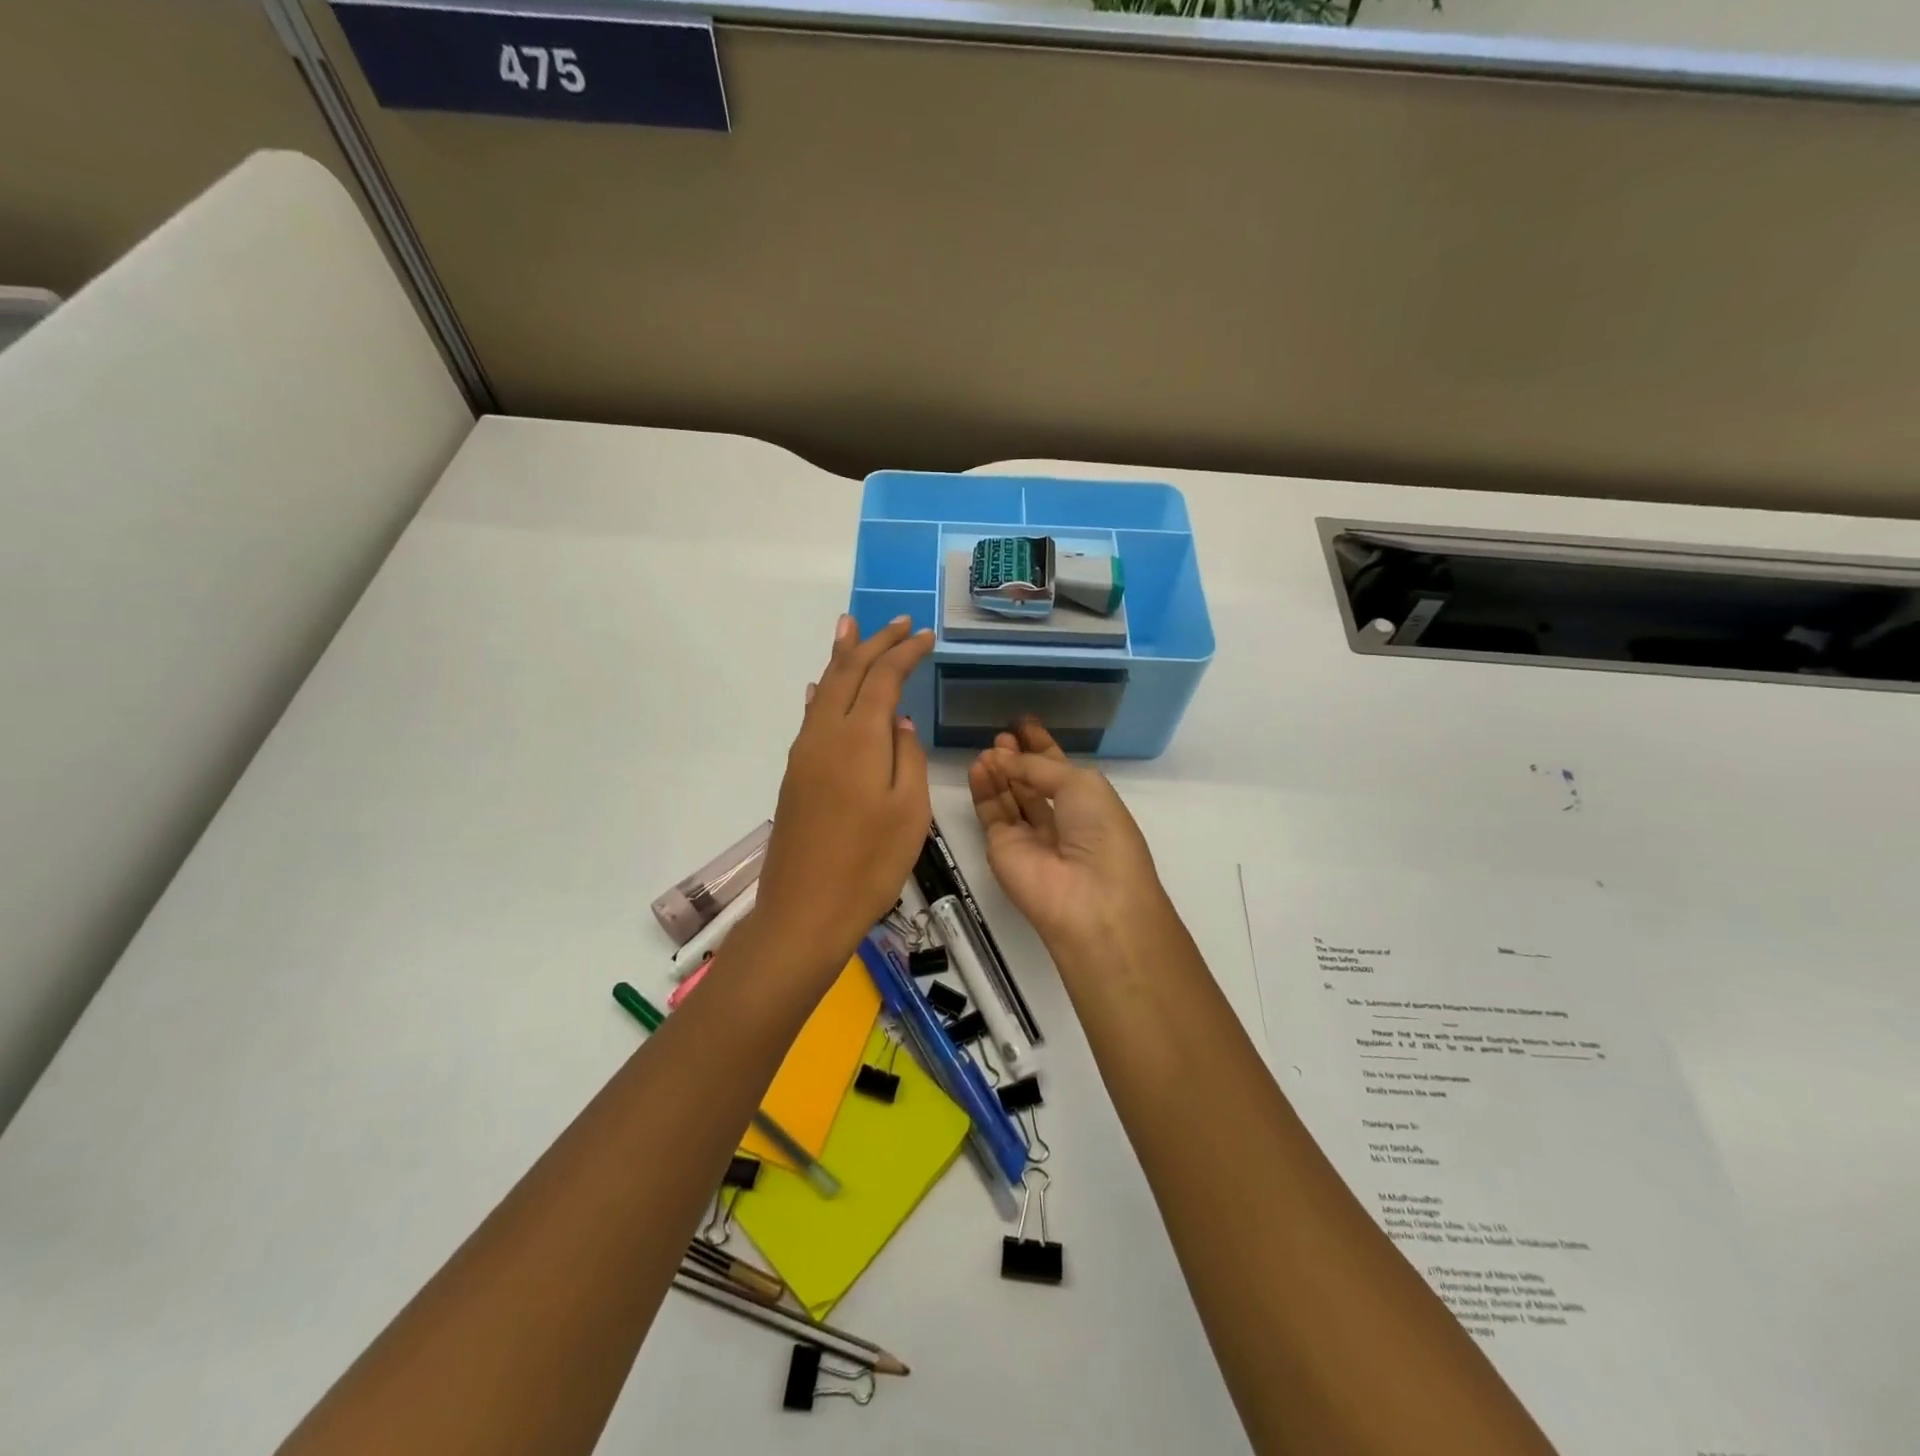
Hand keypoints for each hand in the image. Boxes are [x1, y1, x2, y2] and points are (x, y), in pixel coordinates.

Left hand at [753, 615, 934, 975]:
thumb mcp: (910, 811)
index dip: (905, 652)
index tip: (926, 636)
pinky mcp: (796, 774)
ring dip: (842, 657)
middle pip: (849, 672)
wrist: (805, 911)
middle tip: (898, 622)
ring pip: (825, 689)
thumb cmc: (869, 864)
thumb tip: (897, 721)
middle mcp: (826, 734)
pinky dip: (823, 692)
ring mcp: (805, 753)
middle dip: (874, 643)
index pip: (883, 677)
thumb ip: (907, 756)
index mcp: (860, 738)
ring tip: (850, 628)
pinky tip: (822, 687)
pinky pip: (811, 716)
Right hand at [968, 718, 1167, 962]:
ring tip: (988, 747)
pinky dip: (984, 789)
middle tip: (1002, 734)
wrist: (1089, 897)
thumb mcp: (1080, 785)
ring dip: (999, 770)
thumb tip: (1004, 755)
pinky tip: (979, 766)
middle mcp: (1060, 820)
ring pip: (1009, 796)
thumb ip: (1039, 766)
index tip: (1024, 723)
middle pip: (1033, 783)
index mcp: (1089, 804)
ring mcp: (1029, 837)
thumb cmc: (1100, 833)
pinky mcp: (1002, 849)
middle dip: (1018, 757)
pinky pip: (991, 813)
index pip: (1060, 770)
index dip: (1043, 747)